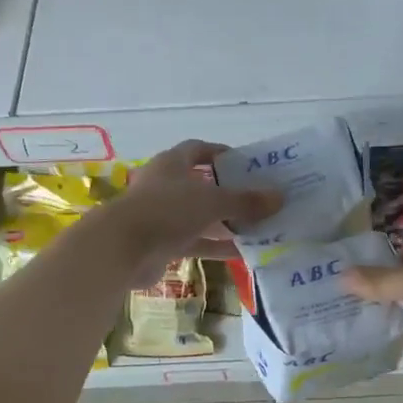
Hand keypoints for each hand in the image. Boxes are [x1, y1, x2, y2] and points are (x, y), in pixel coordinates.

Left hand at [103, 140, 280, 285]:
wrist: (122, 249)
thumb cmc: (167, 211)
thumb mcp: (213, 202)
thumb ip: (246, 201)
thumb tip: (279, 197)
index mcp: (172, 164)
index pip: (199, 150)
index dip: (221, 154)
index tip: (247, 164)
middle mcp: (166, 186)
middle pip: (202, 185)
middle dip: (230, 192)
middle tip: (259, 199)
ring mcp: (163, 216)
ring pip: (201, 217)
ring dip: (226, 222)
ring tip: (258, 227)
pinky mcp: (163, 243)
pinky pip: (196, 242)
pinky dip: (217, 246)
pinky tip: (243, 253)